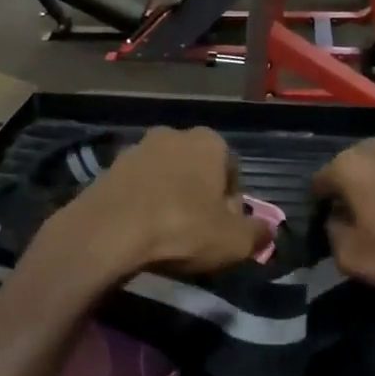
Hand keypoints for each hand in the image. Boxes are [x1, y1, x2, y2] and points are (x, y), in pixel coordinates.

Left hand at [43, 127, 268, 282]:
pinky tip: (140, 233)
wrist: (108, 231)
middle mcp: (173, 134)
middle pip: (197, 171)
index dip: (232, 204)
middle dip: (200, 198)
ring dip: (169, 200)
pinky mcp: (108, 168)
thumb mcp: (234, 241)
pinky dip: (142, 205)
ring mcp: (137, 148)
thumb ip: (258, 234)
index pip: (232, 171)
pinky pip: (137, 188)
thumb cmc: (182, 228)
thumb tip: (266, 230)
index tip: (225, 231)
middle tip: (197, 235)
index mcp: (209, 141)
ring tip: (166, 236)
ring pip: (165, 178)